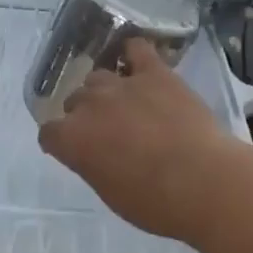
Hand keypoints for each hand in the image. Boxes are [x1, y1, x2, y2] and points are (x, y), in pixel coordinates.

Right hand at [37, 39, 241, 240]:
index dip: (60, 141)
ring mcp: (121, 85)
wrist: (203, 182)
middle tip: (106, 131)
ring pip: (98, 77)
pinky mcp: (154, 73)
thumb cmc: (155, 203)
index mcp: (72, 139)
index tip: (73, 149)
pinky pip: (136, 49)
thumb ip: (92, 165)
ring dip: (104, 90)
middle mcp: (89, 105)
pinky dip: (133, 54)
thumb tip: (94, 154)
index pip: (49, 132)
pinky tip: (138, 64)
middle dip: (84, 114)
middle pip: (74, 100)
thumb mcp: (110, 193)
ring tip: (124, 104)